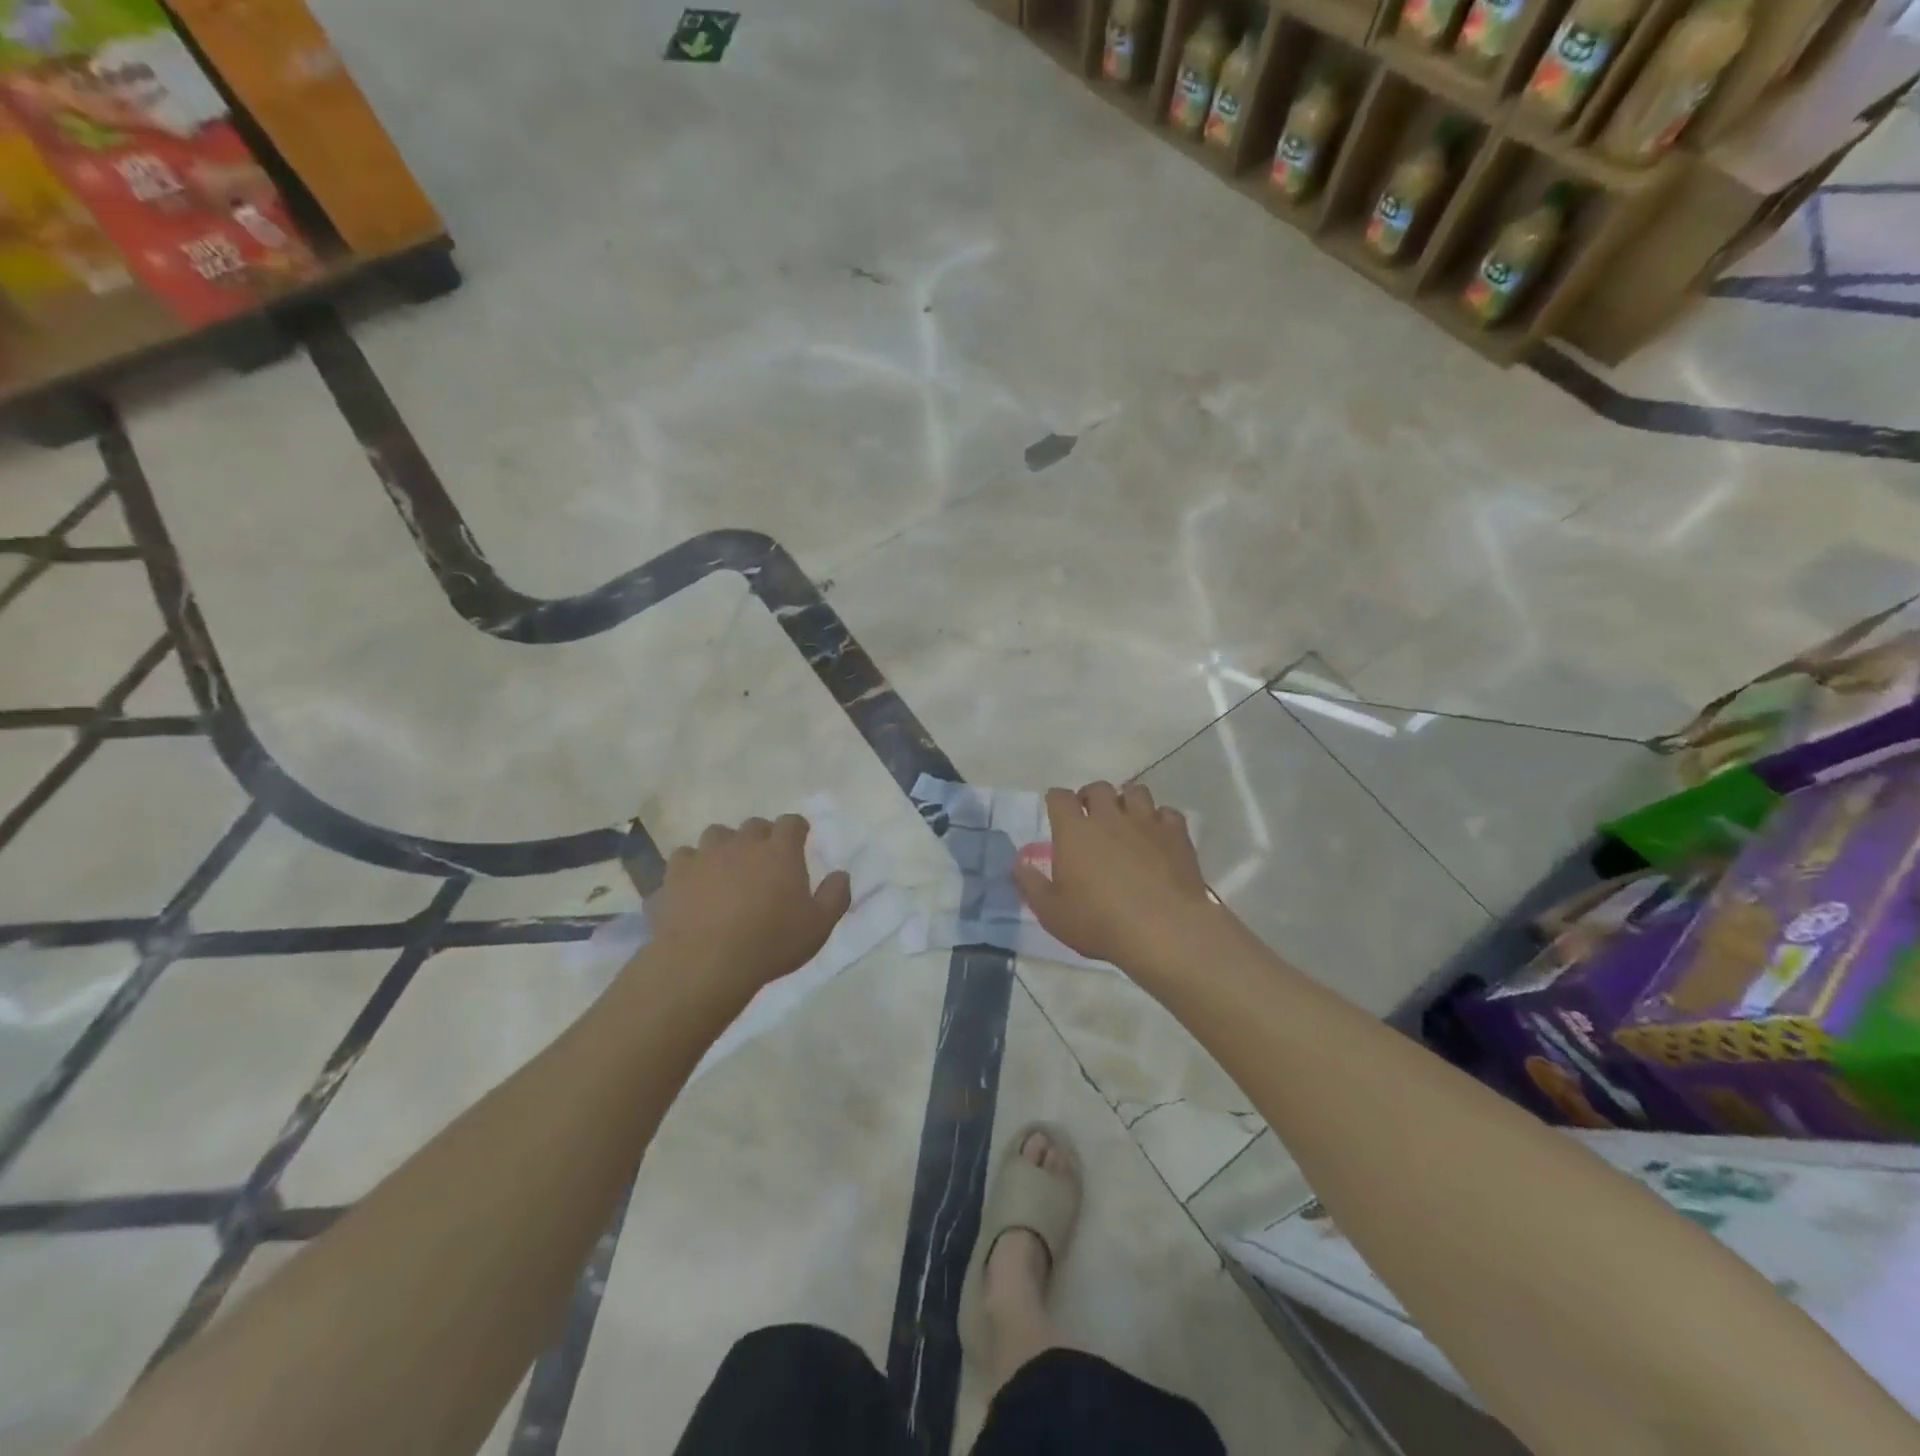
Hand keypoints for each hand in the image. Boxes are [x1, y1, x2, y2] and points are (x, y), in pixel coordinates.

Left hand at [647, 815, 851, 997]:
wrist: (705, 962)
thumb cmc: (771, 943)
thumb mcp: (819, 926)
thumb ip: (835, 896)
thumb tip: (841, 874)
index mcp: (780, 851)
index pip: (791, 823)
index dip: (796, 829)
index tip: (799, 839)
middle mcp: (742, 843)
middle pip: (754, 825)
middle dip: (761, 837)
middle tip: (764, 861)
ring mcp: (705, 856)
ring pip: (716, 835)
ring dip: (724, 847)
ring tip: (726, 869)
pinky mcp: (674, 875)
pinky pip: (683, 859)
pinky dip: (690, 868)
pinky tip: (693, 887)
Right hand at [1012, 782, 1216, 967]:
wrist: (1163, 929)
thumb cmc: (1099, 922)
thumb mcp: (1052, 912)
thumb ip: (1031, 884)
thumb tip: (1018, 862)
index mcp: (1074, 831)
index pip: (1059, 797)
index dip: (1056, 800)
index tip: (1056, 810)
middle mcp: (1109, 817)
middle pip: (1098, 788)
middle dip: (1091, 797)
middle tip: (1090, 816)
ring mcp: (1146, 822)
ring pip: (1135, 791)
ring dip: (1127, 801)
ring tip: (1125, 820)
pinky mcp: (1176, 834)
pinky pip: (1167, 813)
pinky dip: (1160, 819)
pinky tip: (1157, 836)